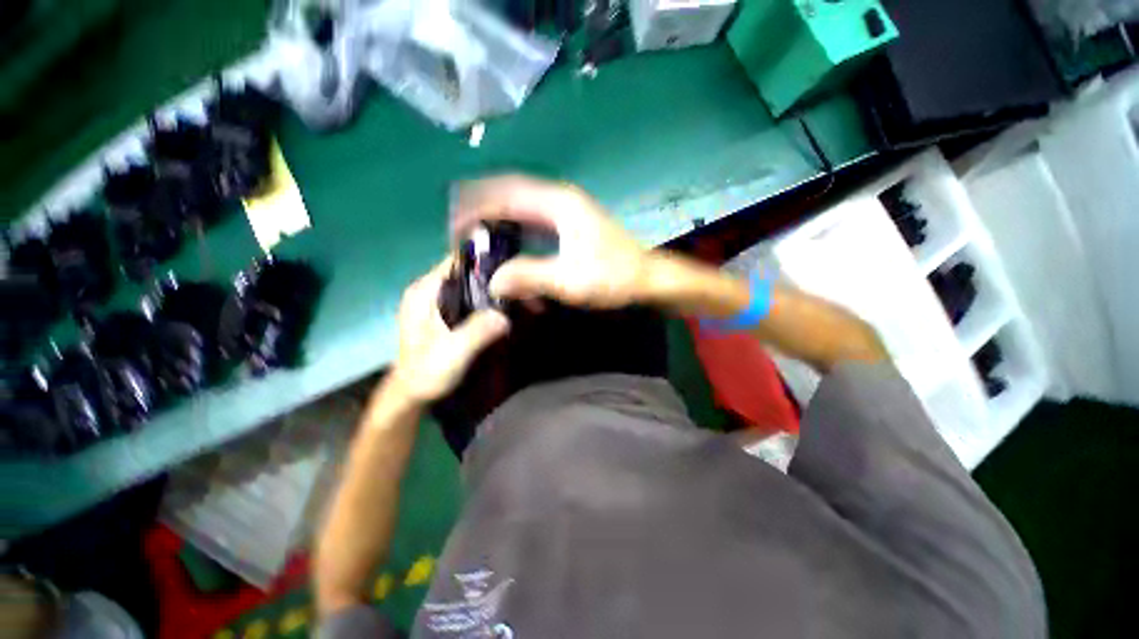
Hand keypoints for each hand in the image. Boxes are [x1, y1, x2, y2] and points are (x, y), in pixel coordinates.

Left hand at [388, 257, 509, 403]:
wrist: (412, 395)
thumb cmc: (426, 373)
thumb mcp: (452, 353)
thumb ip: (476, 332)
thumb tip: (504, 316)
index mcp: (424, 291)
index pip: (457, 259)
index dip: (485, 260)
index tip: (512, 268)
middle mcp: (430, 290)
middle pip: (467, 272)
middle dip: (494, 277)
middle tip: (521, 287)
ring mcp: (437, 302)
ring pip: (470, 286)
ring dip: (492, 291)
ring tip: (517, 297)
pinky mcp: (445, 314)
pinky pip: (470, 300)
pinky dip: (486, 302)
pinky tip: (503, 310)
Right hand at [450, 175, 650, 308]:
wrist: (647, 279)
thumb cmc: (613, 277)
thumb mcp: (569, 280)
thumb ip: (529, 277)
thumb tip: (491, 281)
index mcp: (557, 203)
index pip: (504, 194)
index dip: (475, 208)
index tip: (454, 227)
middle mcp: (559, 199)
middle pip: (510, 197)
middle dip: (483, 213)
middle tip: (461, 235)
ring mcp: (565, 212)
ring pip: (521, 211)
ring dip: (500, 224)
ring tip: (478, 242)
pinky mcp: (569, 226)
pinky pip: (534, 224)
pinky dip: (517, 235)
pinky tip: (508, 250)